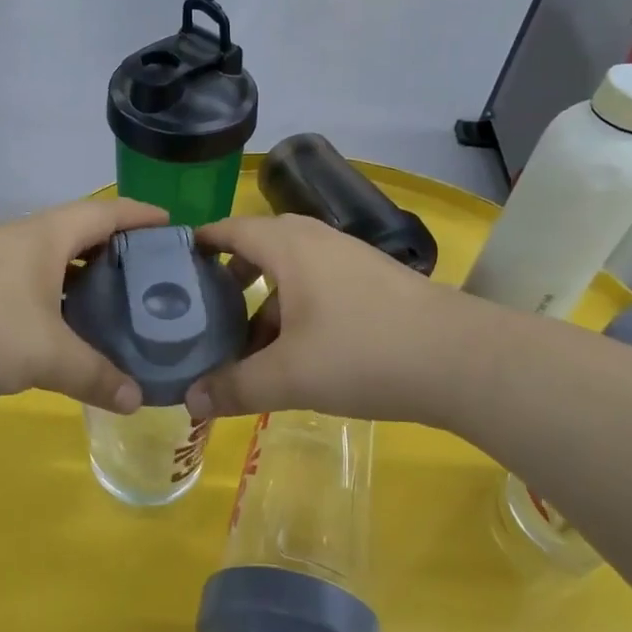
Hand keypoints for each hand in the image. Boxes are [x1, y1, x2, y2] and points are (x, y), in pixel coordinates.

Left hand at [0, 198, 167, 410]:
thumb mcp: (45, 355)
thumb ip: (94, 375)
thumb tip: (135, 400)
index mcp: (44, 236)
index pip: (105, 213)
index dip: (141, 216)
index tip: (174, 226)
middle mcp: (18, 239)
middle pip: (78, 233)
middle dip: (115, 250)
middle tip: (150, 278)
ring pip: (48, 260)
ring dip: (80, 276)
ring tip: (111, 305)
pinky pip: (25, 282)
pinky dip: (51, 296)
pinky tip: (57, 328)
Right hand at [186, 214, 455, 421]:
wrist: (462, 360)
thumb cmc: (363, 353)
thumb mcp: (288, 377)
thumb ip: (234, 387)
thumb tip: (189, 402)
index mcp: (288, 245)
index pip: (229, 229)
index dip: (197, 245)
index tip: (170, 269)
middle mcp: (316, 240)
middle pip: (257, 249)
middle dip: (227, 281)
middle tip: (203, 314)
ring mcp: (349, 259)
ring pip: (289, 273)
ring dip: (263, 304)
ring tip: (246, 347)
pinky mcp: (374, 282)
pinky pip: (317, 287)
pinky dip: (295, 311)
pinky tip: (297, 354)